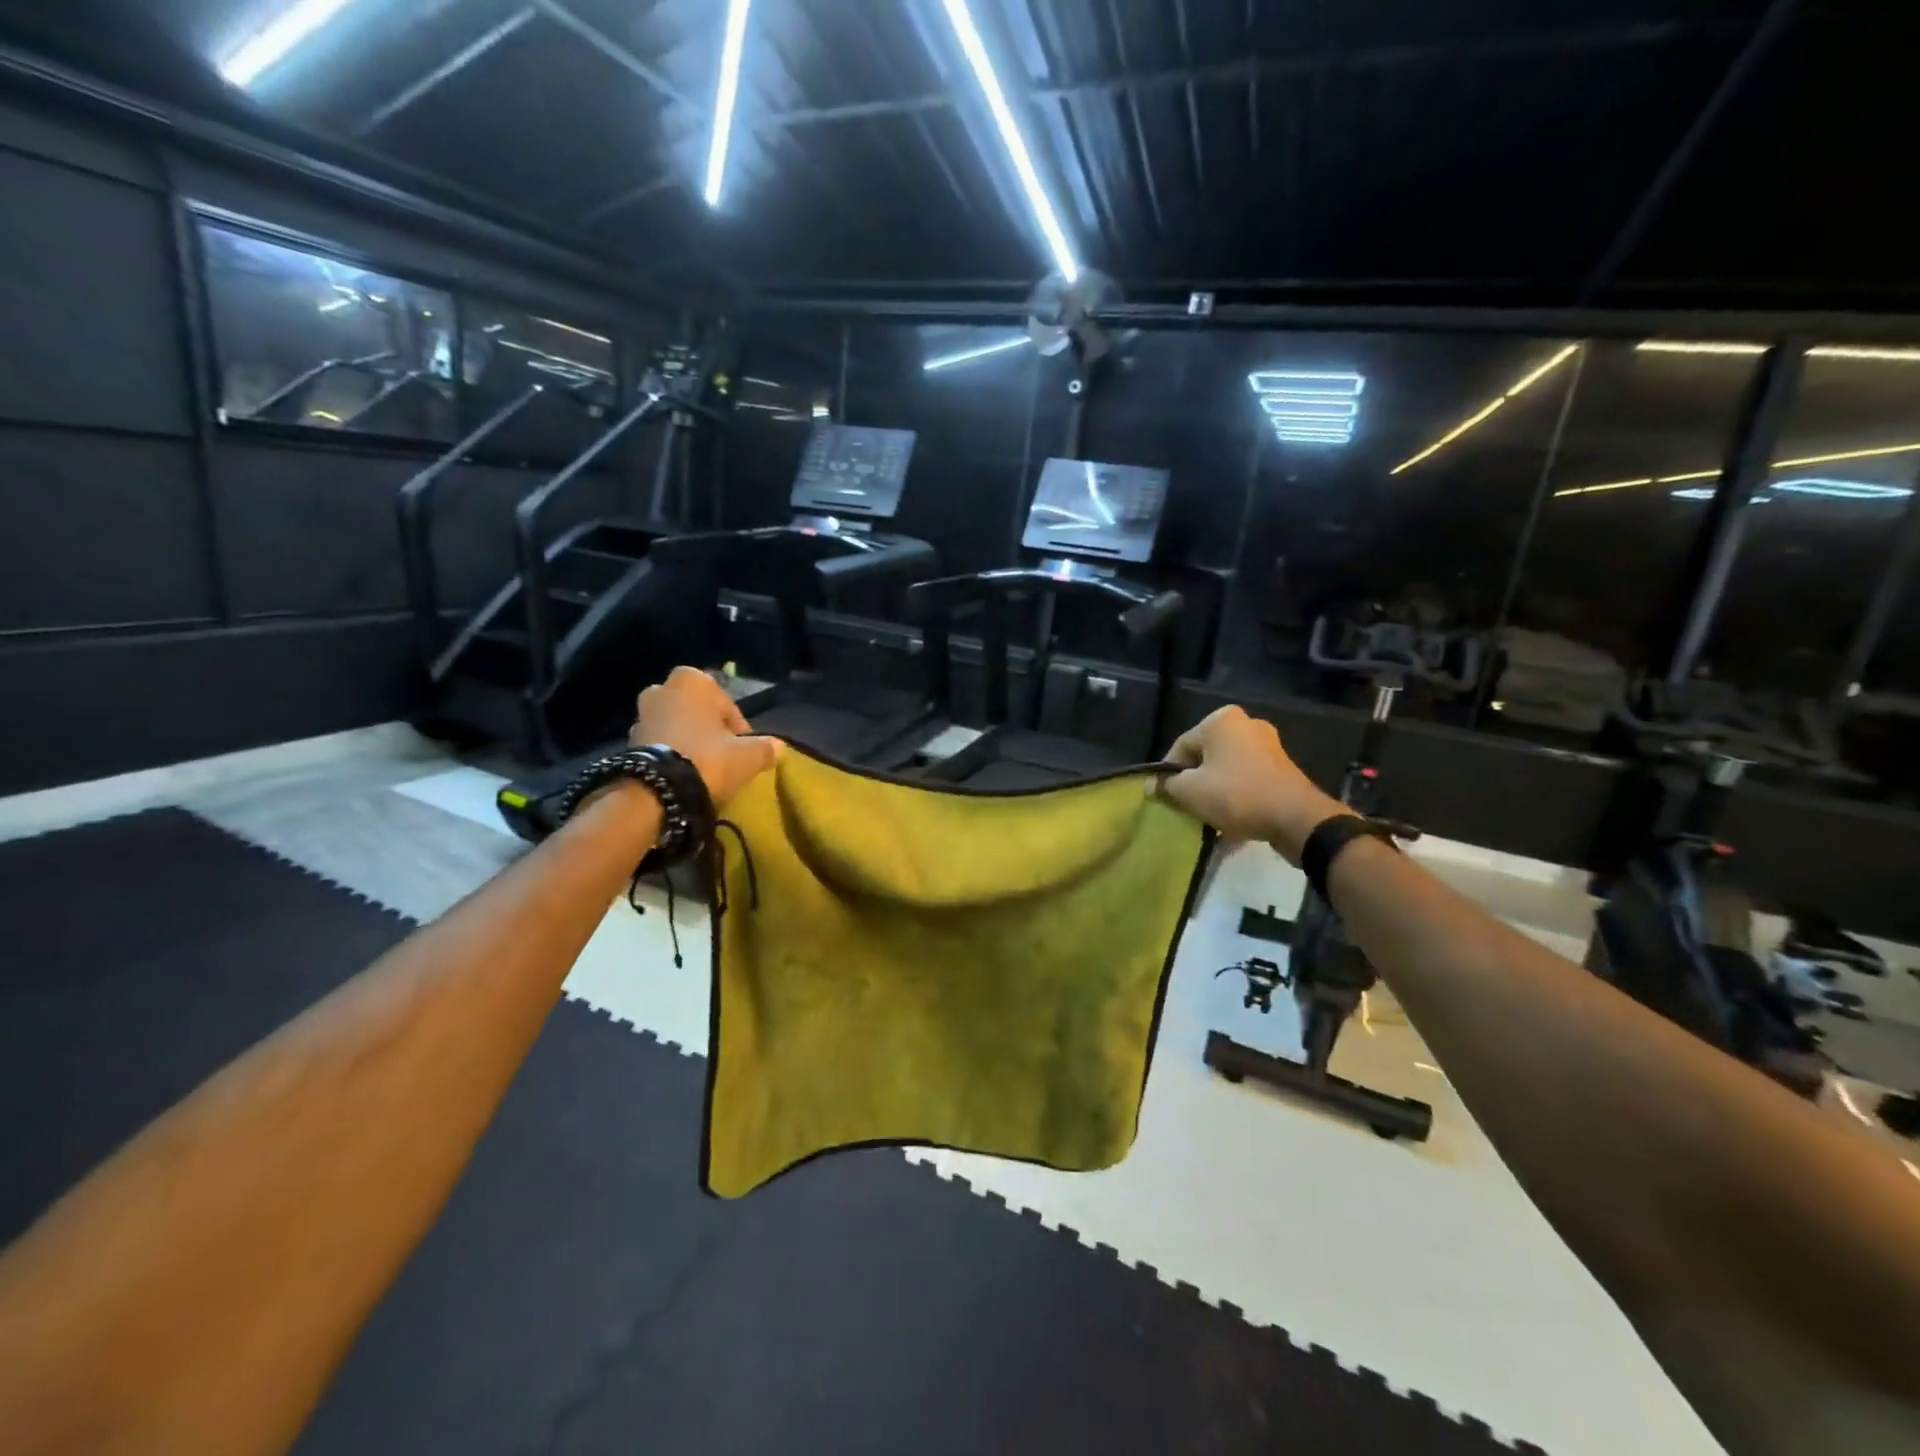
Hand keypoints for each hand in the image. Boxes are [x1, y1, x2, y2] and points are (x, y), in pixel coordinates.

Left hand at [630, 667, 782, 808]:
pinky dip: (670, 755)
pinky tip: (682, 776)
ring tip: (702, 770)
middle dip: (709, 730)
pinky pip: (659, 744)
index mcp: (693, 681)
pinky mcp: (626, 741)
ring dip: (688, 742)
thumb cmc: (707, 758)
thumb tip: (779, 747)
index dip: (739, 730)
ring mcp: (640, 714)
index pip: (728, 706)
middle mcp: (662, 688)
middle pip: (698, 712)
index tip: (743, 751)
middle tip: (723, 757)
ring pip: (676, 726)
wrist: (656, 791)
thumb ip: (766, 747)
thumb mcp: (748, 755)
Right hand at [1157, 706, 1346, 862]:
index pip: (1181, 746)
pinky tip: (1229, 819)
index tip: (1166, 798)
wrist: (1296, 819)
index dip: (1169, 774)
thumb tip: (1151, 785)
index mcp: (1221, 720)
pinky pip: (1246, 778)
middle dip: (1194, 782)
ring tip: (1207, 816)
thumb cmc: (1237, 795)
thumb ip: (1166, 785)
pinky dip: (1235, 795)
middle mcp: (1245, 724)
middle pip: (1204, 756)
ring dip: (1214, 791)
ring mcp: (1267, 744)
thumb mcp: (1190, 792)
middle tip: (1186, 807)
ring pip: (1226, 769)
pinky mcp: (1281, 766)